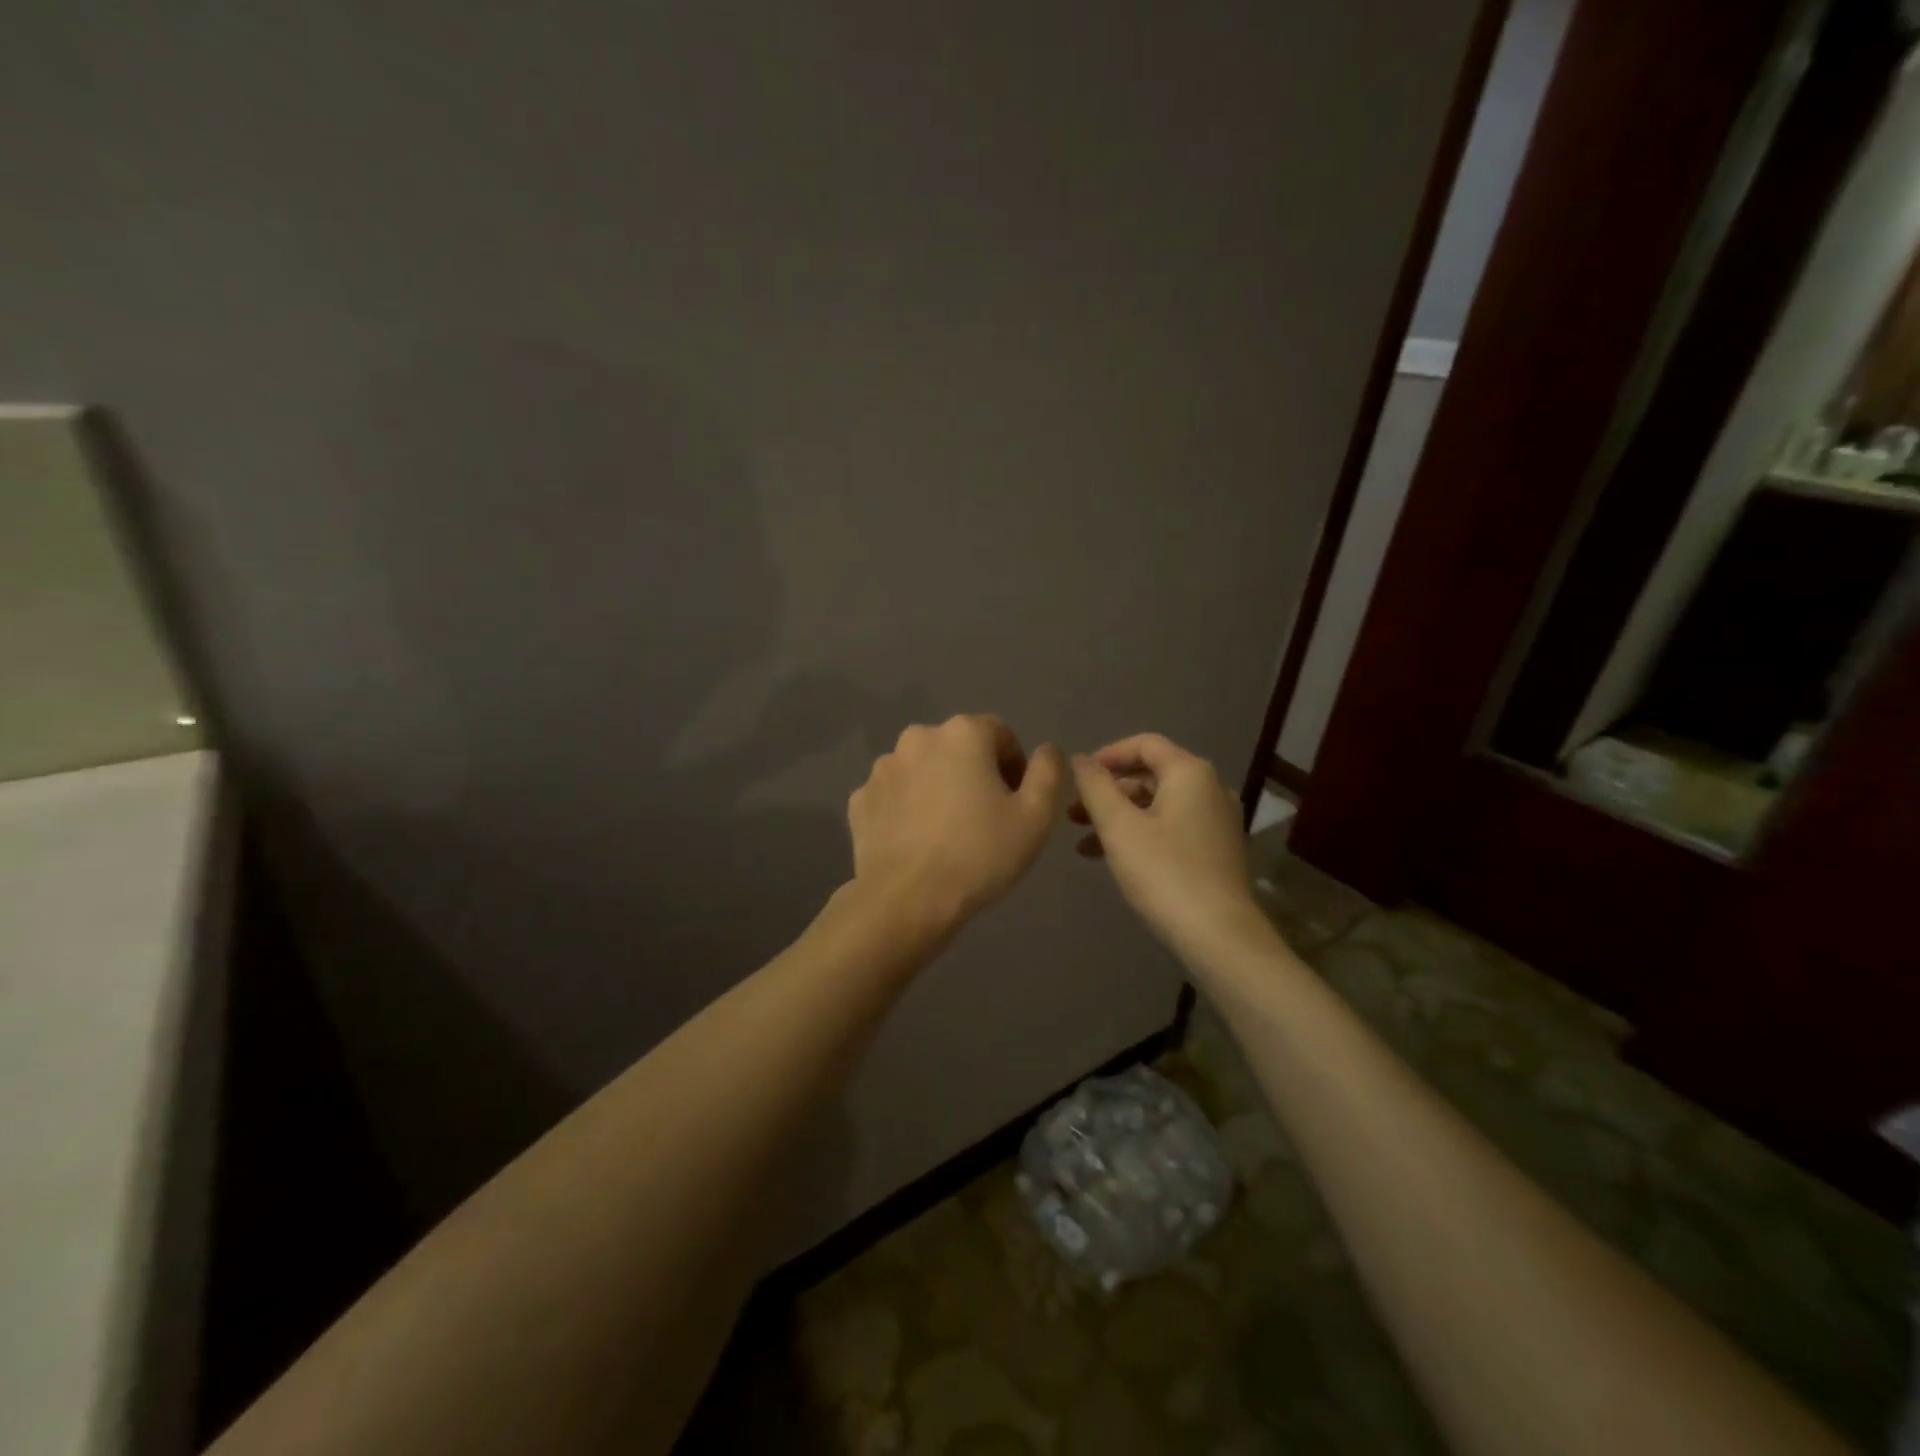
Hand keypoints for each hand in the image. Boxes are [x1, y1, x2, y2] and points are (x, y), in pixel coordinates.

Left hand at [848, 715, 1065, 930]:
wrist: (907, 900)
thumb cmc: (979, 854)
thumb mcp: (1036, 817)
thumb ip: (1048, 773)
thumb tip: (1046, 750)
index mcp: (963, 733)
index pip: (1000, 734)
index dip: (1015, 766)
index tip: (1016, 804)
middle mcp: (918, 737)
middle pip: (958, 748)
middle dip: (975, 774)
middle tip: (985, 819)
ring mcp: (883, 768)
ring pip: (923, 769)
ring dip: (938, 788)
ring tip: (948, 833)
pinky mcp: (860, 799)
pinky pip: (894, 795)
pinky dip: (907, 809)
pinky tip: (917, 842)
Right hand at [1068, 733, 1263, 960]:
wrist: (1218, 936)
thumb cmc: (1164, 872)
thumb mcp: (1118, 827)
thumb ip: (1095, 787)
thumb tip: (1080, 760)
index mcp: (1190, 773)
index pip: (1145, 744)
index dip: (1107, 755)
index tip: (1077, 778)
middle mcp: (1210, 788)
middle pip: (1151, 775)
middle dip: (1108, 792)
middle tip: (1074, 815)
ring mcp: (1217, 821)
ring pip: (1159, 805)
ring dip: (1120, 817)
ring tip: (1084, 844)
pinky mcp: (1217, 850)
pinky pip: (1172, 827)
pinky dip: (1141, 834)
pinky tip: (1114, 859)